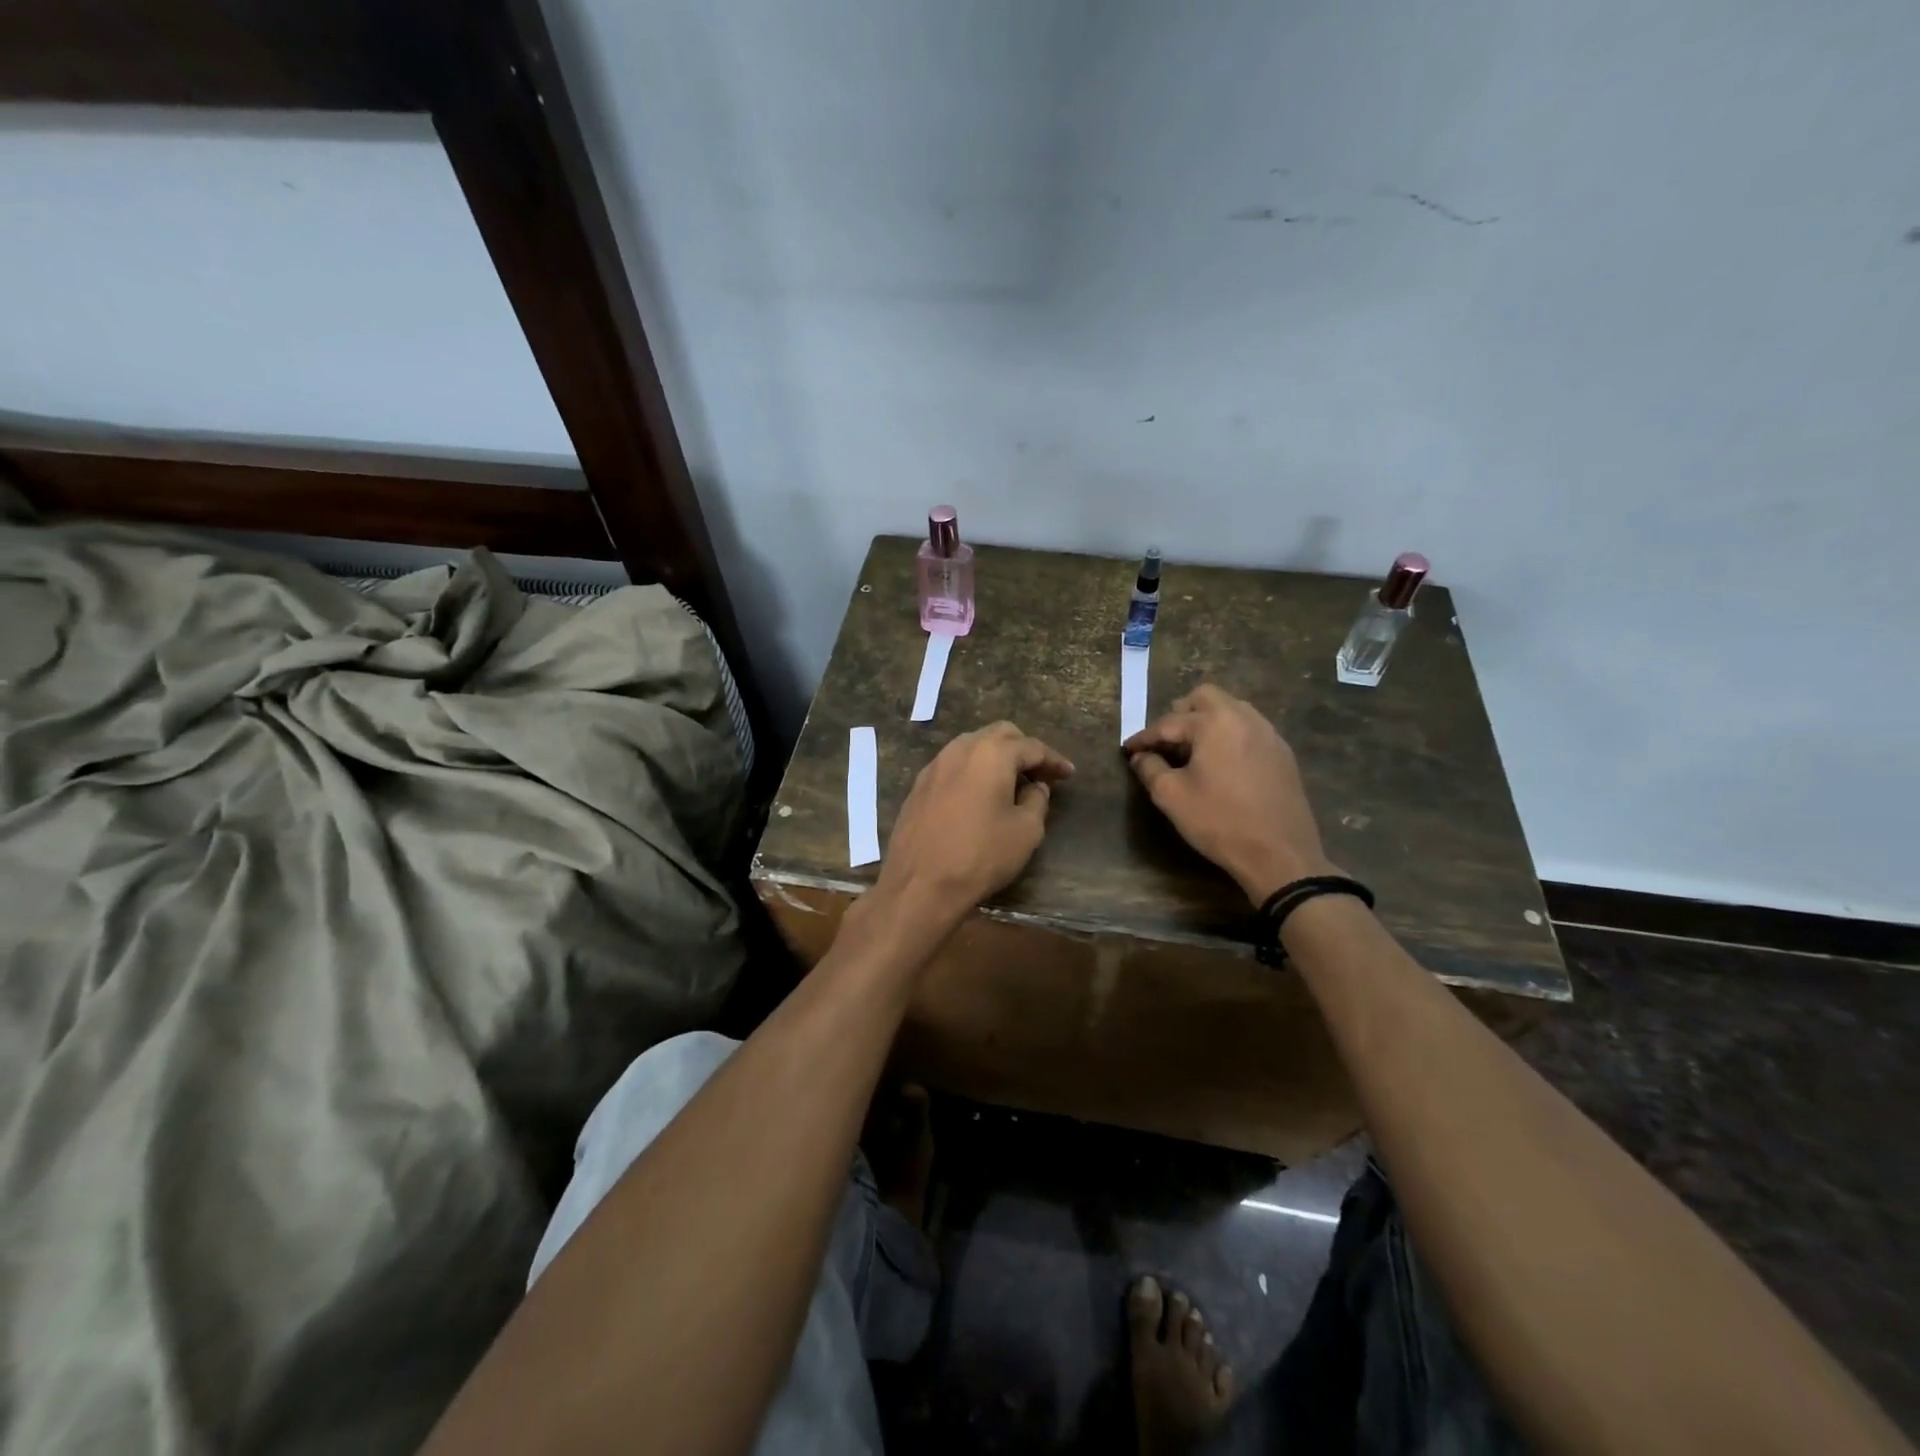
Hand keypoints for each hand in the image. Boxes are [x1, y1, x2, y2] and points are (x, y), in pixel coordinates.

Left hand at [875, 721, 1074, 925]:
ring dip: (996, 757)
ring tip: (1011, 782)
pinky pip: (953, 765)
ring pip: (973, 746)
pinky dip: (973, 770)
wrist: (919, 884)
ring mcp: (935, 765)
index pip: (1032, 747)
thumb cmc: (980, 855)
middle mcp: (961, 749)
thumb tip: (1035, 786)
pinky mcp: (919, 785)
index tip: (1069, 773)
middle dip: (1023, 749)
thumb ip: (1037, 800)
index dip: (1054, 760)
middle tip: (1040, 774)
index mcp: (992, 753)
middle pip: (1000, 735)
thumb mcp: (1026, 831)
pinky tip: (980, 794)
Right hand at [1124, 685, 1333, 904]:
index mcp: (1214, 723)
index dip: (1144, 737)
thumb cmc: (1219, 822)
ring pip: (1231, 709)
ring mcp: (1268, 733)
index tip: (1128, 749)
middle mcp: (1244, 717)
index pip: (1169, 723)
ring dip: (1207, 721)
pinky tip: (1221, 762)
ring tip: (1192, 750)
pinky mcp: (1282, 752)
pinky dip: (1229, 734)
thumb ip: (1150, 769)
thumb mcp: (1172, 796)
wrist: (1280, 854)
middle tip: (1165, 741)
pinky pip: (1249, 728)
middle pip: (1205, 697)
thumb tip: (1141, 756)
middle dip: (1180, 714)